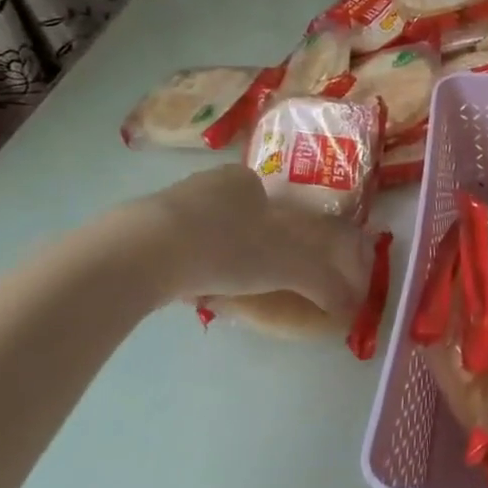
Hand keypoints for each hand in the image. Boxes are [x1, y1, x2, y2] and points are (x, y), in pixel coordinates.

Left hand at [115, 164, 372, 315]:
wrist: (140, 254)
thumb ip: (322, 283)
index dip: (283, 231)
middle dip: (248, 244)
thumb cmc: (225, 247)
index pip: (272, 200)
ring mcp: (167, 202)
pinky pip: (172, 245)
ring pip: (203, 230)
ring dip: (215, 255)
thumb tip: (352, 306)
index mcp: (246, 180)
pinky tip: (184, 289)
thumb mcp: (285, 266)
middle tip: (253, 278)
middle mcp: (208, 182)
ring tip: (219, 288)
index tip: (282, 261)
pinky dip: (184, 265)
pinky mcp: (135, 228)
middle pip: (238, 215)